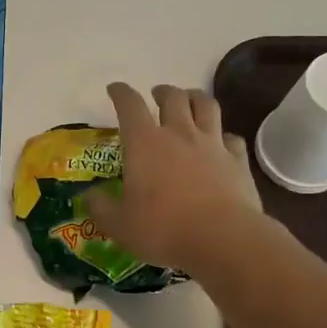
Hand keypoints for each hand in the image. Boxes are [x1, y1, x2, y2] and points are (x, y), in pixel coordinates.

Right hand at [82, 83, 262, 275]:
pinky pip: (231, 137)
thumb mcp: (120, 225)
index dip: (121, 93)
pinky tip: (222, 141)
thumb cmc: (163, 229)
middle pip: (173, 97)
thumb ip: (101, 208)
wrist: (222, 238)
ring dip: (195, 98)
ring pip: (206, 106)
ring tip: (190, 100)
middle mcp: (179, 134)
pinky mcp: (237, 160)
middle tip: (157, 95)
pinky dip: (224, 135)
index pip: (130, 105)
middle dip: (162, 91)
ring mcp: (212, 144)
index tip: (115, 89)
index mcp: (144, 143)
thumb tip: (89, 197)